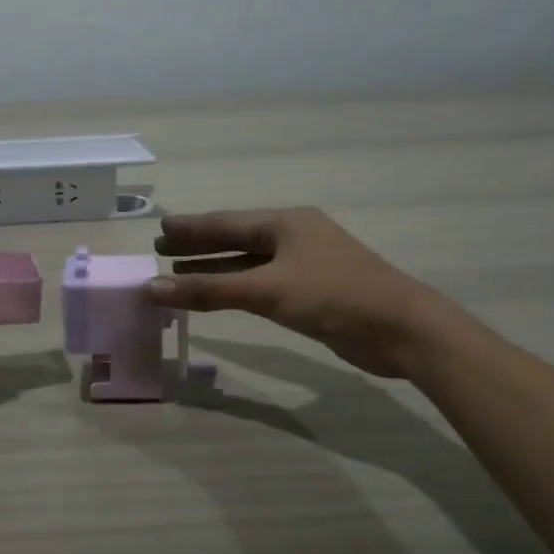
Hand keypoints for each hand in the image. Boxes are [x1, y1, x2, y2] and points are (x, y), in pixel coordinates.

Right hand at [145, 208, 446, 378]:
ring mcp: (305, 264)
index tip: (160, 228)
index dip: (191, 228)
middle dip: (199, 246)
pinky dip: (236, 287)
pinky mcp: (312, 291)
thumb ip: (208, 289)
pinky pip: (262, 283)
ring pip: (249, 263)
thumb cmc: (333, 297)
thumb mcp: (267, 291)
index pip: (225, 223)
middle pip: (236, 239)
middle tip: (161, 249)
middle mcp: (293, 237)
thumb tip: (151, 288)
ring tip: (179, 272)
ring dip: (215, 268)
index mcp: (285, 223)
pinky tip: (220, 294)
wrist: (402, 329)